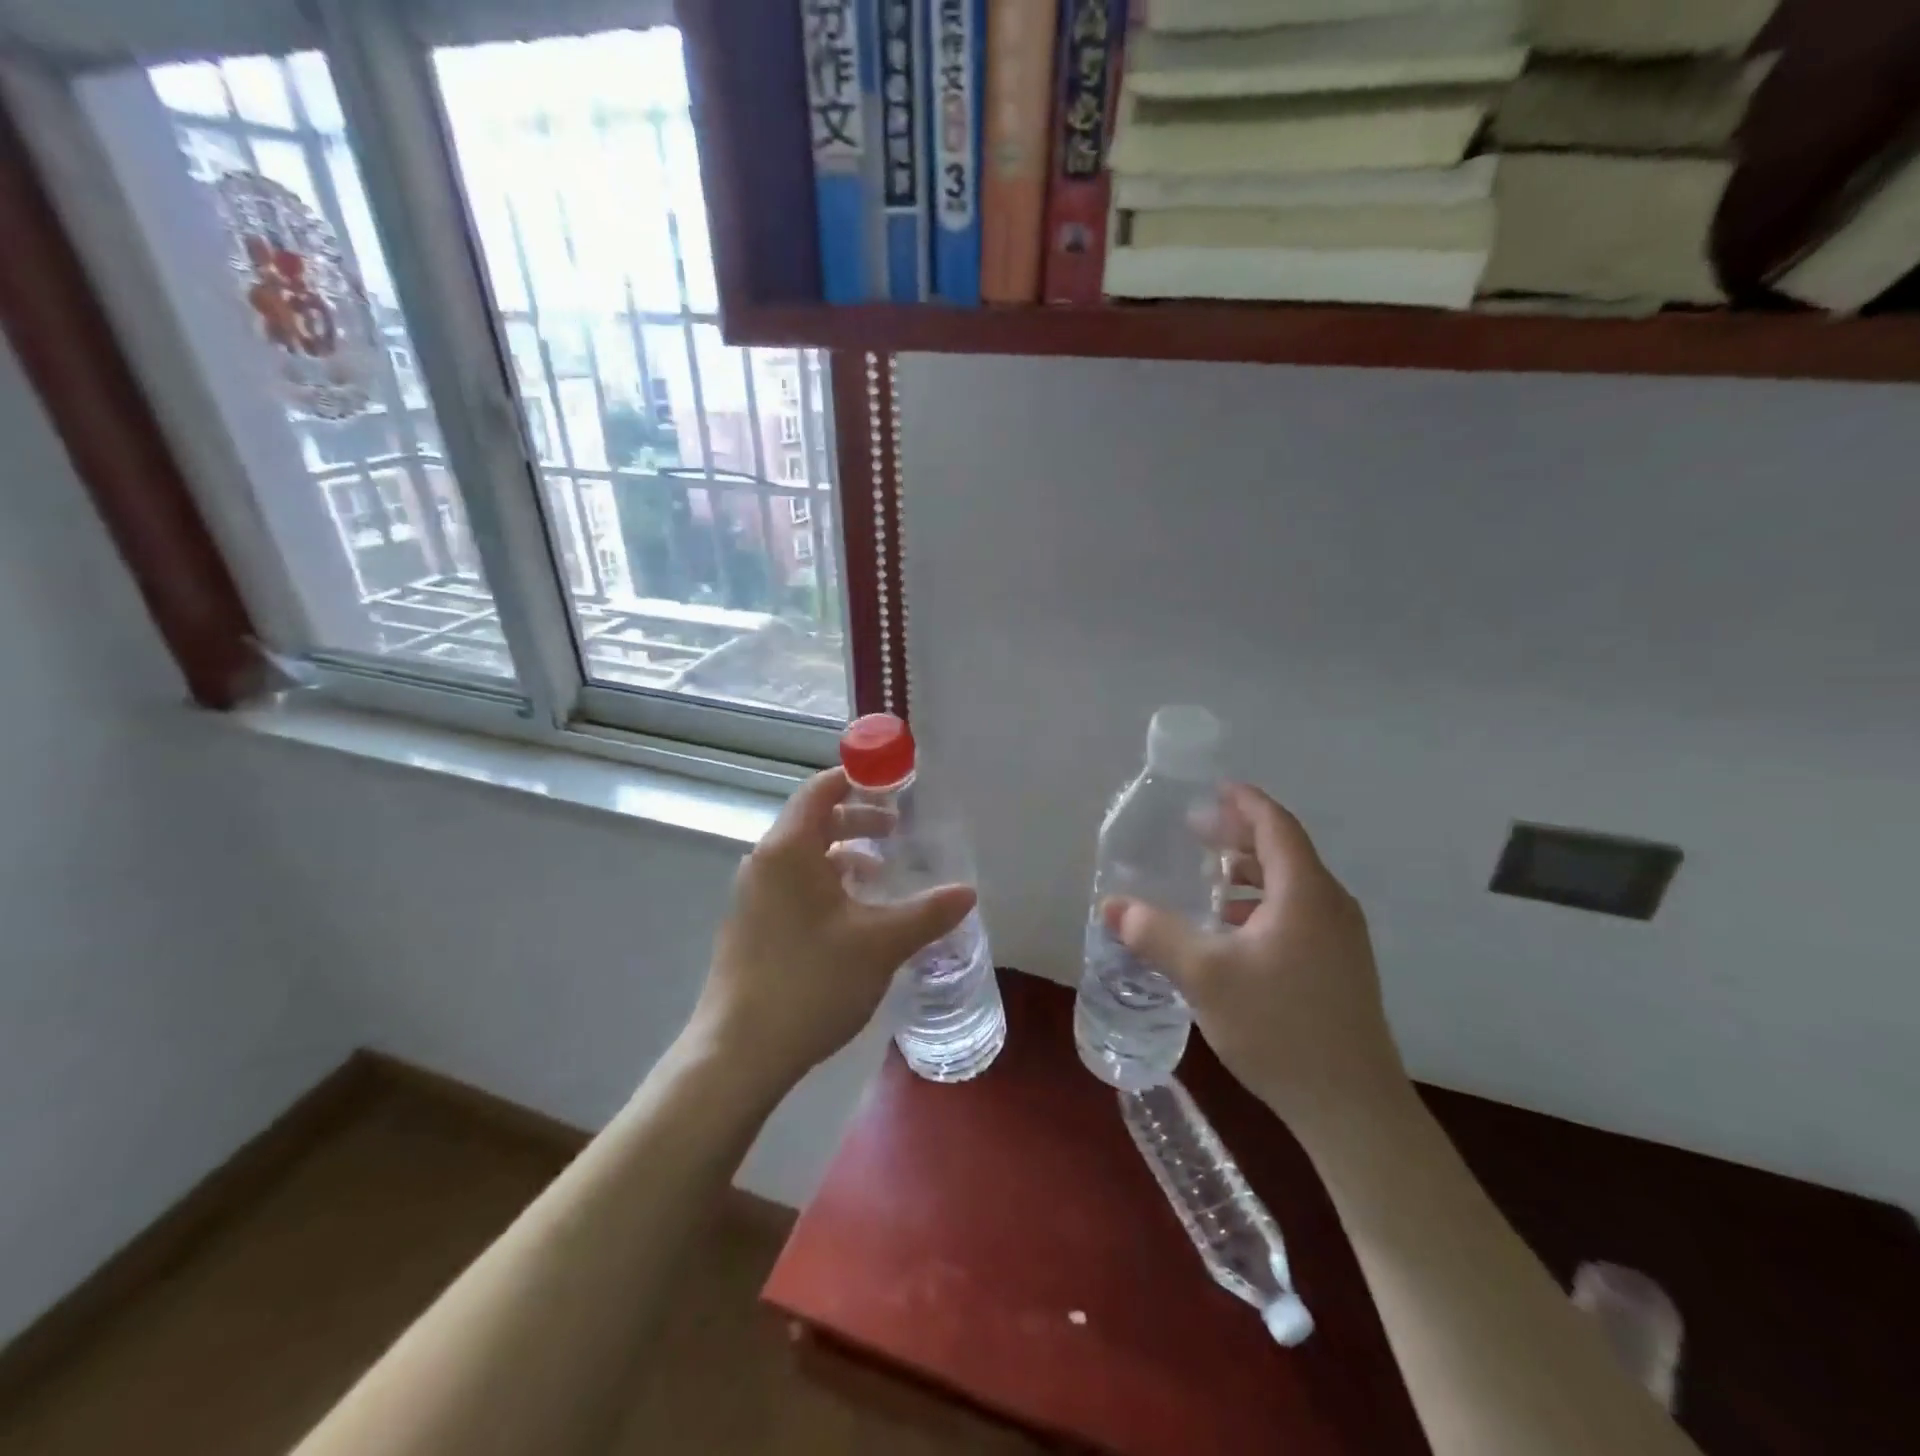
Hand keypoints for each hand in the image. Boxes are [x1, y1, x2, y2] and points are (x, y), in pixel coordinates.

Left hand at [690, 768, 976, 1098]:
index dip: (859, 780)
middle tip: (899, 830)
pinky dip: (827, 883)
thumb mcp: (881, 943)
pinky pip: (794, 884)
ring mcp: (753, 895)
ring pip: (805, 856)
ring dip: (845, 856)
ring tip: (882, 874)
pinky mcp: (752, 926)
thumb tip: (968, 893)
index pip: (822, 789)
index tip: (896, 785)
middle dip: (859, 821)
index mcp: (789, 849)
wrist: (739, 1053)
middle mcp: (765, 862)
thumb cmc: (811, 982)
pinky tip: (854, 916)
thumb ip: (927, 912)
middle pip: (814, 820)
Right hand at [1103, 784, 1409, 1131]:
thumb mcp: (1205, 975)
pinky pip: (1297, 913)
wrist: (1352, 1107)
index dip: (1245, 802)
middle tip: (1196, 833)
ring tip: (1207, 880)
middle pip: (1284, 852)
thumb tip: (1110, 906)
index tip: (1214, 789)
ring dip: (1248, 874)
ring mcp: (1340, 939)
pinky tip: (1230, 932)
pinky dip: (1261, 905)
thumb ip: (1155, 934)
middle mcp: (1330, 905)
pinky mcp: (1339, 968)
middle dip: (1239, 837)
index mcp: (1305, 892)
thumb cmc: (1280, 1026)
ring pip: (1291, 886)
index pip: (1276, 825)